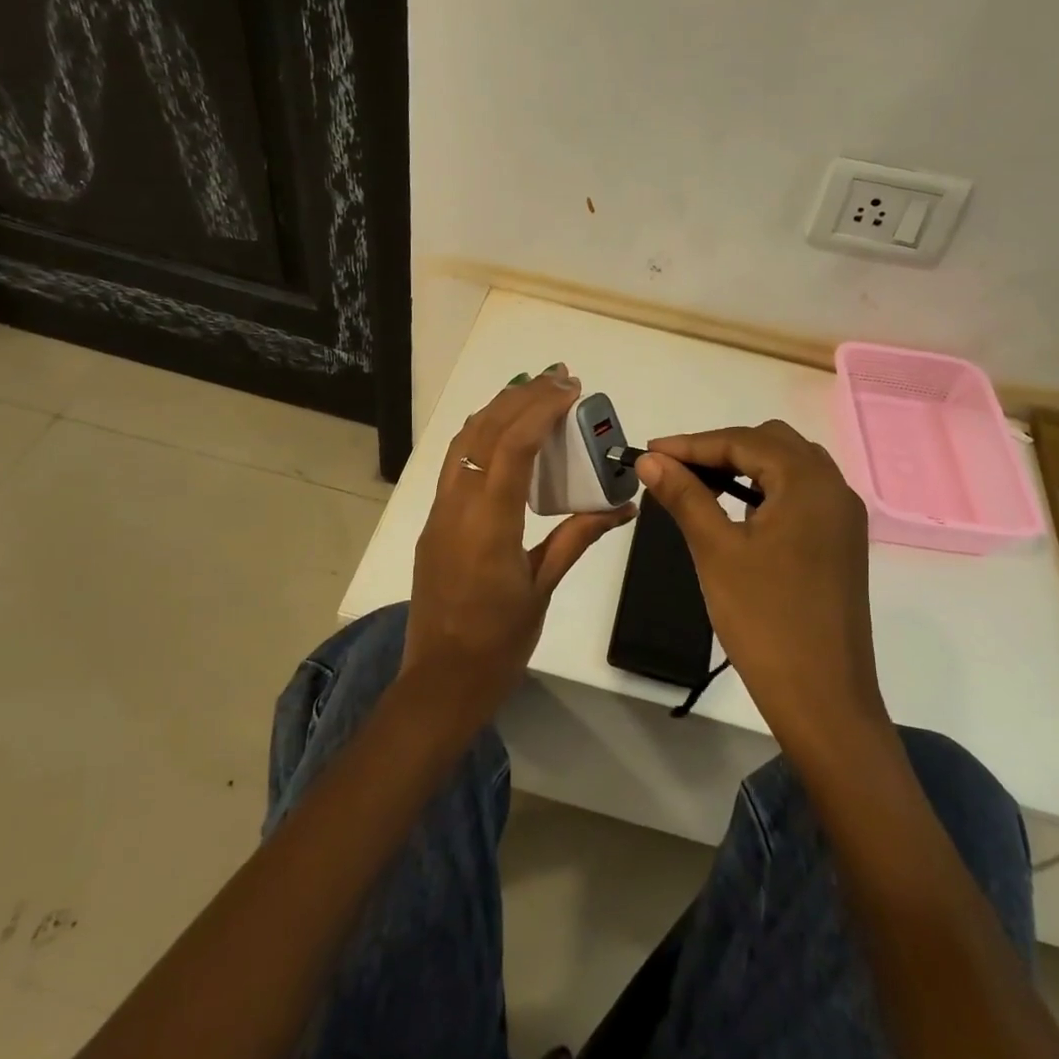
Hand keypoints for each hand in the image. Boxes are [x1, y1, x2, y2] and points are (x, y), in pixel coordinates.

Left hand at [401, 366, 635, 733]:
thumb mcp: (543, 588)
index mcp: (488, 525)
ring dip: (498, 409)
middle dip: (521, 396)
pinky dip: (481, 434)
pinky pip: (456, 462)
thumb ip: (577, 537)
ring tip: (534, 391)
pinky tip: (505, 433)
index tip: (570, 388)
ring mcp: (440, 512)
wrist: (439, 681)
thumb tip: (622, 505)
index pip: (511, 446)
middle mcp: (457, 507)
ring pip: (463, 441)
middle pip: (483, 431)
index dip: (540, 409)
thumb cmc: (498, 643)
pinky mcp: (435, 521)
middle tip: (559, 377)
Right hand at [635, 421, 883, 743]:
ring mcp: (843, 517)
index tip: (648, 452)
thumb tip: (651, 459)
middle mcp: (834, 488)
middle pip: (771, 443)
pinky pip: (801, 494)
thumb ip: (684, 495)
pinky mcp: (842, 542)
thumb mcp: (716, 551)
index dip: (691, 444)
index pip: (743, 441)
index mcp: (809, 482)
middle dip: (720, 449)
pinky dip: (766, 490)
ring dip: (745, 466)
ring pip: (789, 467)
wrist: (823, 699)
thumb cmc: (765, 620)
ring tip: (700, 485)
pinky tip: (738, 510)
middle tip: (675, 470)